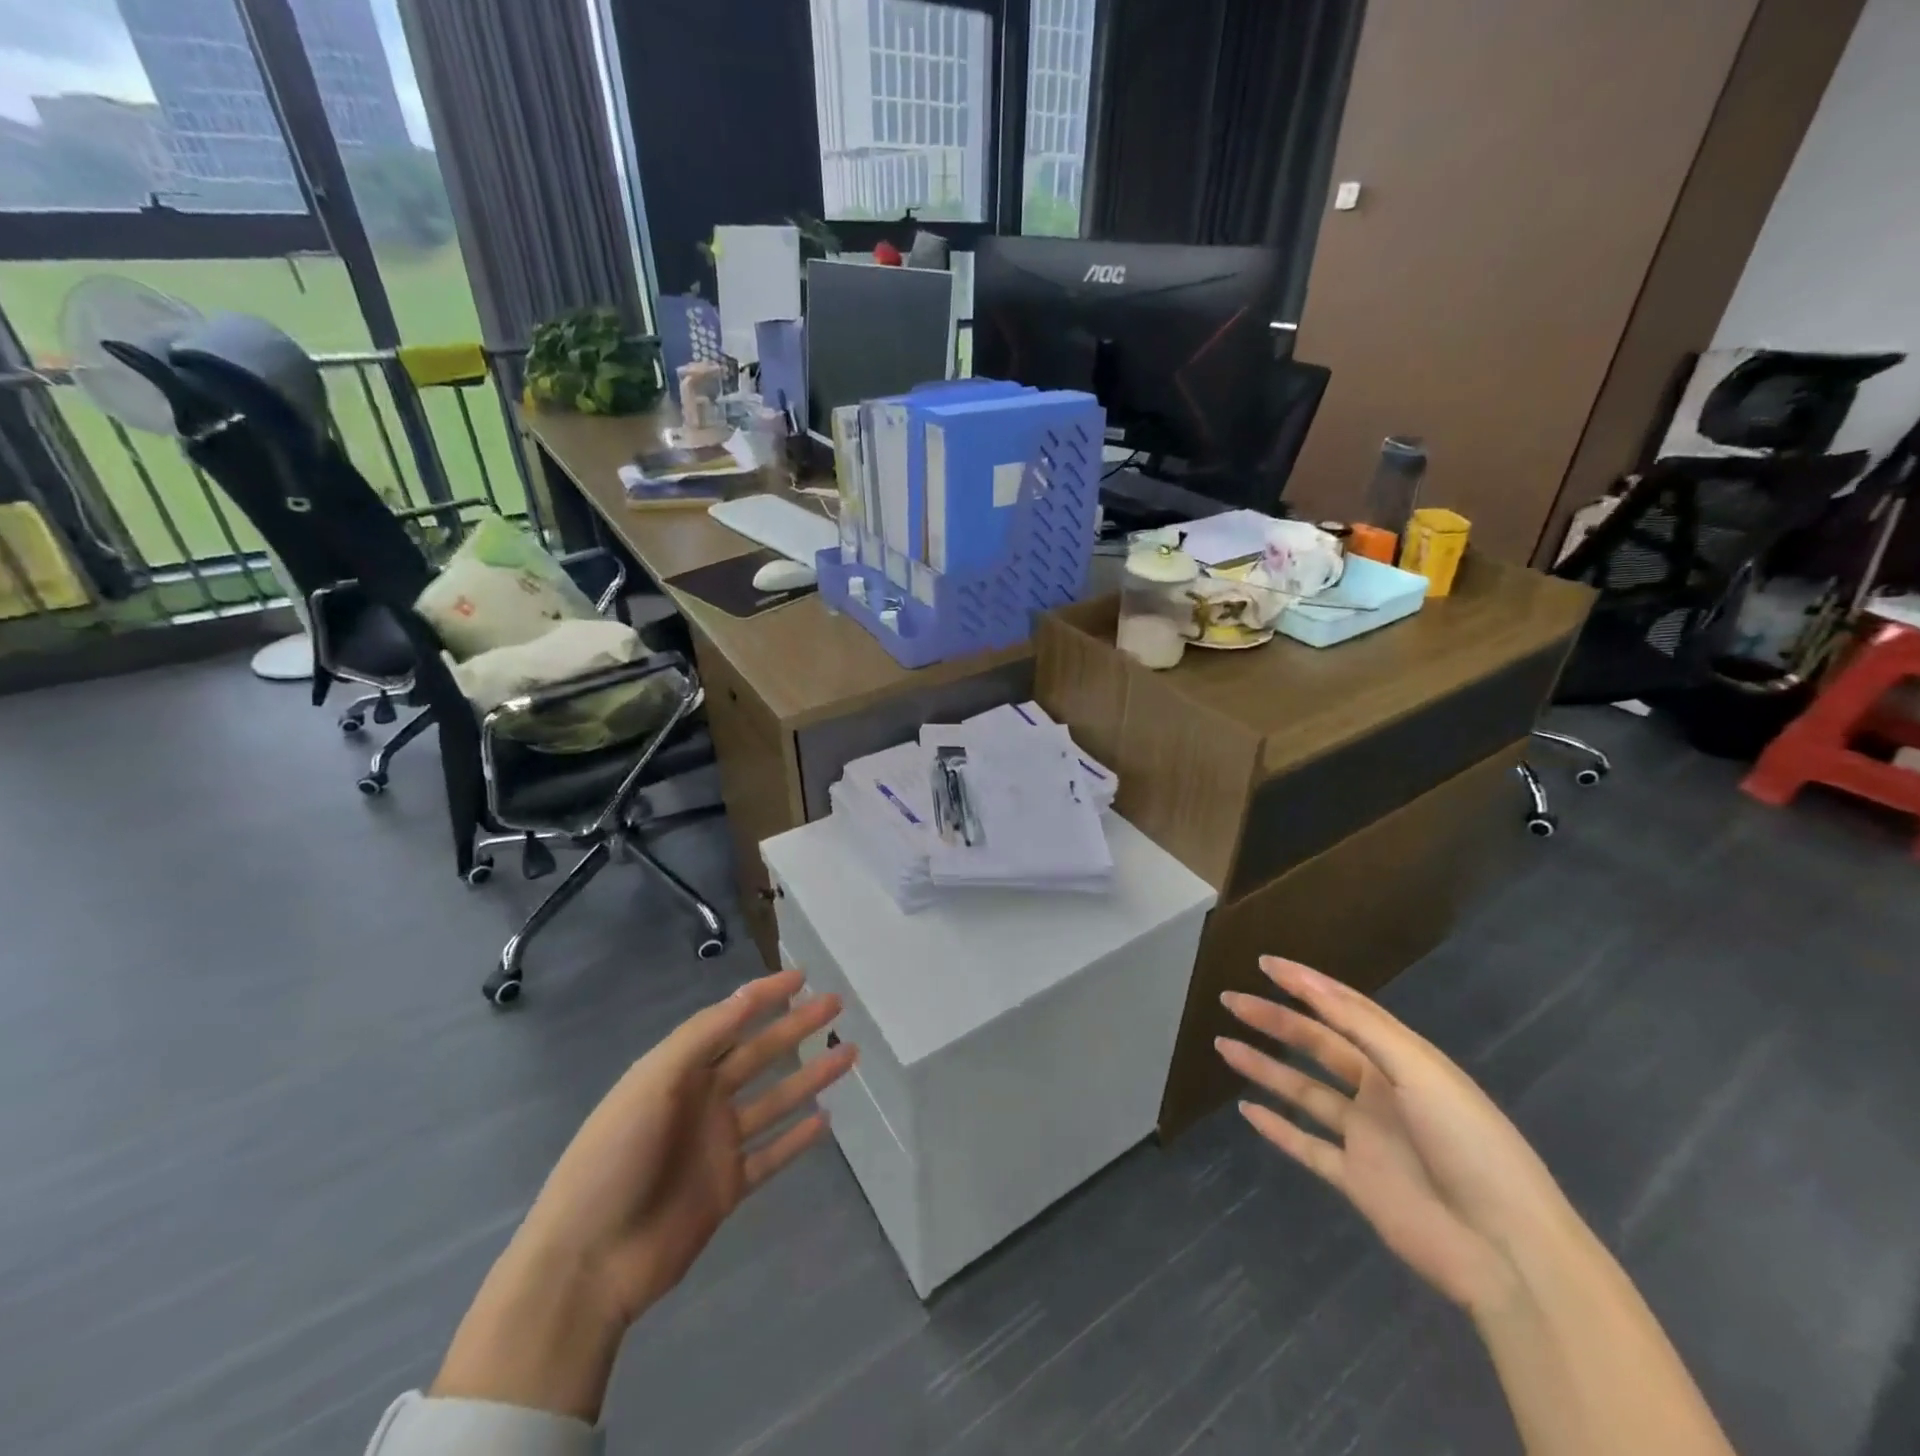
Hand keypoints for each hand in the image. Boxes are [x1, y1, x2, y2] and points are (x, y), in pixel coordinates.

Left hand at [433, 969, 855, 1419]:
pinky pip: (771, 1155)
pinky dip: (797, 1139)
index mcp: (678, 1070)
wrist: (588, 1263)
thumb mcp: (653, 1083)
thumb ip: (702, 1037)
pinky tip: (826, 1120)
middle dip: (797, 1027)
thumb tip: (748, 994)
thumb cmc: (615, 1158)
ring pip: (775, 1100)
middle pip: (759, 1054)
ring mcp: (716, 1144)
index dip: (764, 996)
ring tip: (849, 1053)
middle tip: (836, 1005)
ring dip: (809, 1076)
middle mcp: (701, 1099)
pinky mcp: (727, 1187)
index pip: (730, 1020)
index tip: (802, 976)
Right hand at [1215, 957, 1574, 1312]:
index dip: (1306, 984)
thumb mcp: (1420, 1072)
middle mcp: (1381, 1092)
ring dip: (1265, 1068)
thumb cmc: (1469, 1144)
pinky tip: (1246, 1110)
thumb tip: (1311, 984)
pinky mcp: (1356, 1181)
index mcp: (1403, 1061)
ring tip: (1224, 1045)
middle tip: (1231, 1000)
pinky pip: (1307, 1147)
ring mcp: (1367, 1138)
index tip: (1265, 963)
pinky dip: (1277, 1130)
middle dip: (1274, 1020)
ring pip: (1304, 1093)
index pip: (1345, 1010)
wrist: (1506, 1251)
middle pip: (1317, 1046)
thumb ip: (1362, 1027)